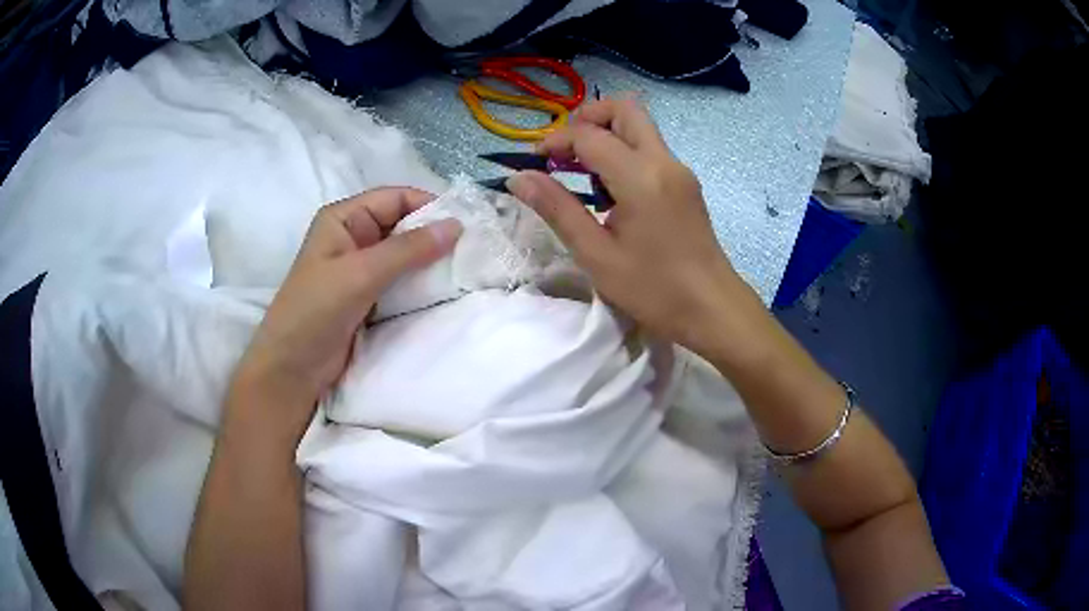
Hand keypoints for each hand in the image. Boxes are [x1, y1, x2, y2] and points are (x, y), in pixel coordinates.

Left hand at [231, 187, 461, 432]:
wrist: (292, 369)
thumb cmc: (315, 312)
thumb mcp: (360, 274)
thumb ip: (407, 249)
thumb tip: (457, 226)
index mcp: (344, 218)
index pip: (395, 198)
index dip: (429, 206)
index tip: (466, 224)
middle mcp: (354, 236)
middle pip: (402, 224)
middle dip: (434, 234)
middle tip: (473, 249)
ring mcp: (361, 268)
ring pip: (405, 253)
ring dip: (431, 260)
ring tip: (466, 268)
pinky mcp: (369, 295)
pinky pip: (402, 279)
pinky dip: (422, 281)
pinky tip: (445, 288)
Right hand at [506, 99, 755, 357]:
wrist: (712, 309)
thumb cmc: (653, 289)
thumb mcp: (596, 254)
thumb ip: (557, 209)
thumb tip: (519, 178)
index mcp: (641, 176)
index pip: (589, 135)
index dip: (555, 141)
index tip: (533, 163)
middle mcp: (664, 161)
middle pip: (625, 109)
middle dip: (587, 119)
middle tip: (563, 151)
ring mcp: (679, 170)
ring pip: (639, 126)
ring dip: (606, 135)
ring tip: (582, 174)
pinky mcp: (685, 183)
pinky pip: (650, 149)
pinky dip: (623, 152)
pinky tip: (610, 192)